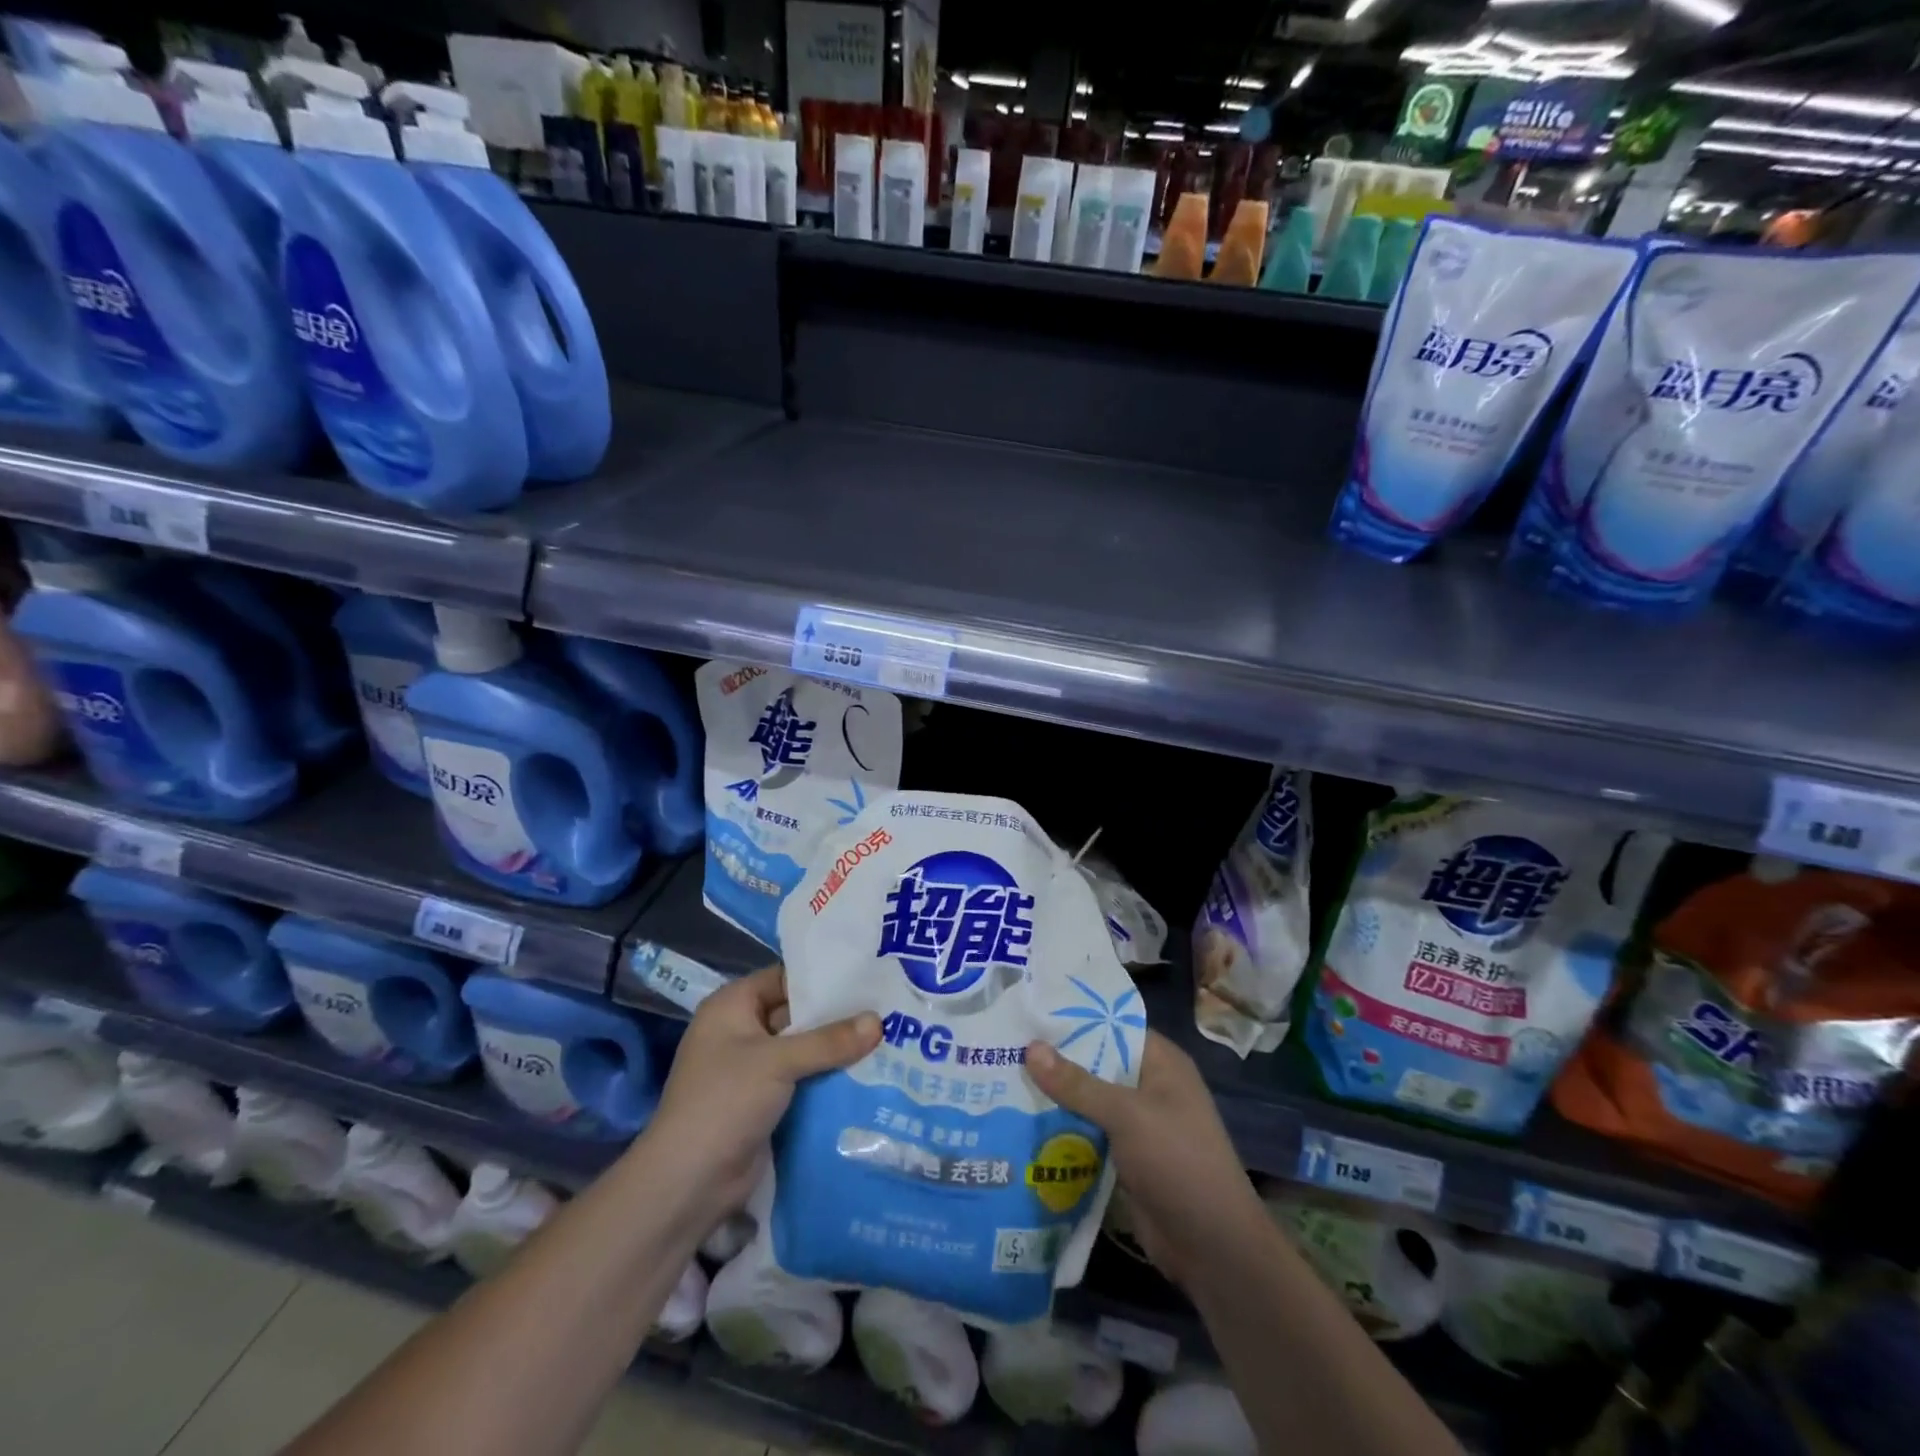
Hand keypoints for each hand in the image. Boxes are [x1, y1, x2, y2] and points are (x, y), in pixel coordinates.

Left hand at [644, 965, 880, 1222]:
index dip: (823, 977)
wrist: (688, 1184)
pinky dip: (829, 1077)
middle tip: (888, 1007)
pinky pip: (804, 1079)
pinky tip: (870, 1073)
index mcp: (732, 1006)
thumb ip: (829, 1040)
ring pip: (804, 1049)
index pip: (785, 978)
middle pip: (798, 1014)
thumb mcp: (778, 1062)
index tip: (868, 975)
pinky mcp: (765, 1102)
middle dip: (838, 1014)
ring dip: (837, 1049)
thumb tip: (879, 1021)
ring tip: (890, 1036)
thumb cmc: (724, 1102)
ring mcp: (753, 1069)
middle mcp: (742, 1031)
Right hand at [1025, 1030, 1264, 1290]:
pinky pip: (1087, 1133)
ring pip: (1088, 1100)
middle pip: (1095, 1063)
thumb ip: (1078, 1084)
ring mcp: (1138, 1124)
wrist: (1213, 1248)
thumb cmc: (1178, 1163)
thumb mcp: (1127, 1116)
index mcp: (1161, 1063)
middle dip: (1055, 1059)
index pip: (1112, 1025)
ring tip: (1001, 1079)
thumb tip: (1031, 1047)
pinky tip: (1021, 1124)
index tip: (1028, 1011)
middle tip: (1003, 1045)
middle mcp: (1149, 1086)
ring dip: (1054, 1097)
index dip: (1073, 1018)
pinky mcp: (1125, 1158)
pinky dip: (1062, 1130)